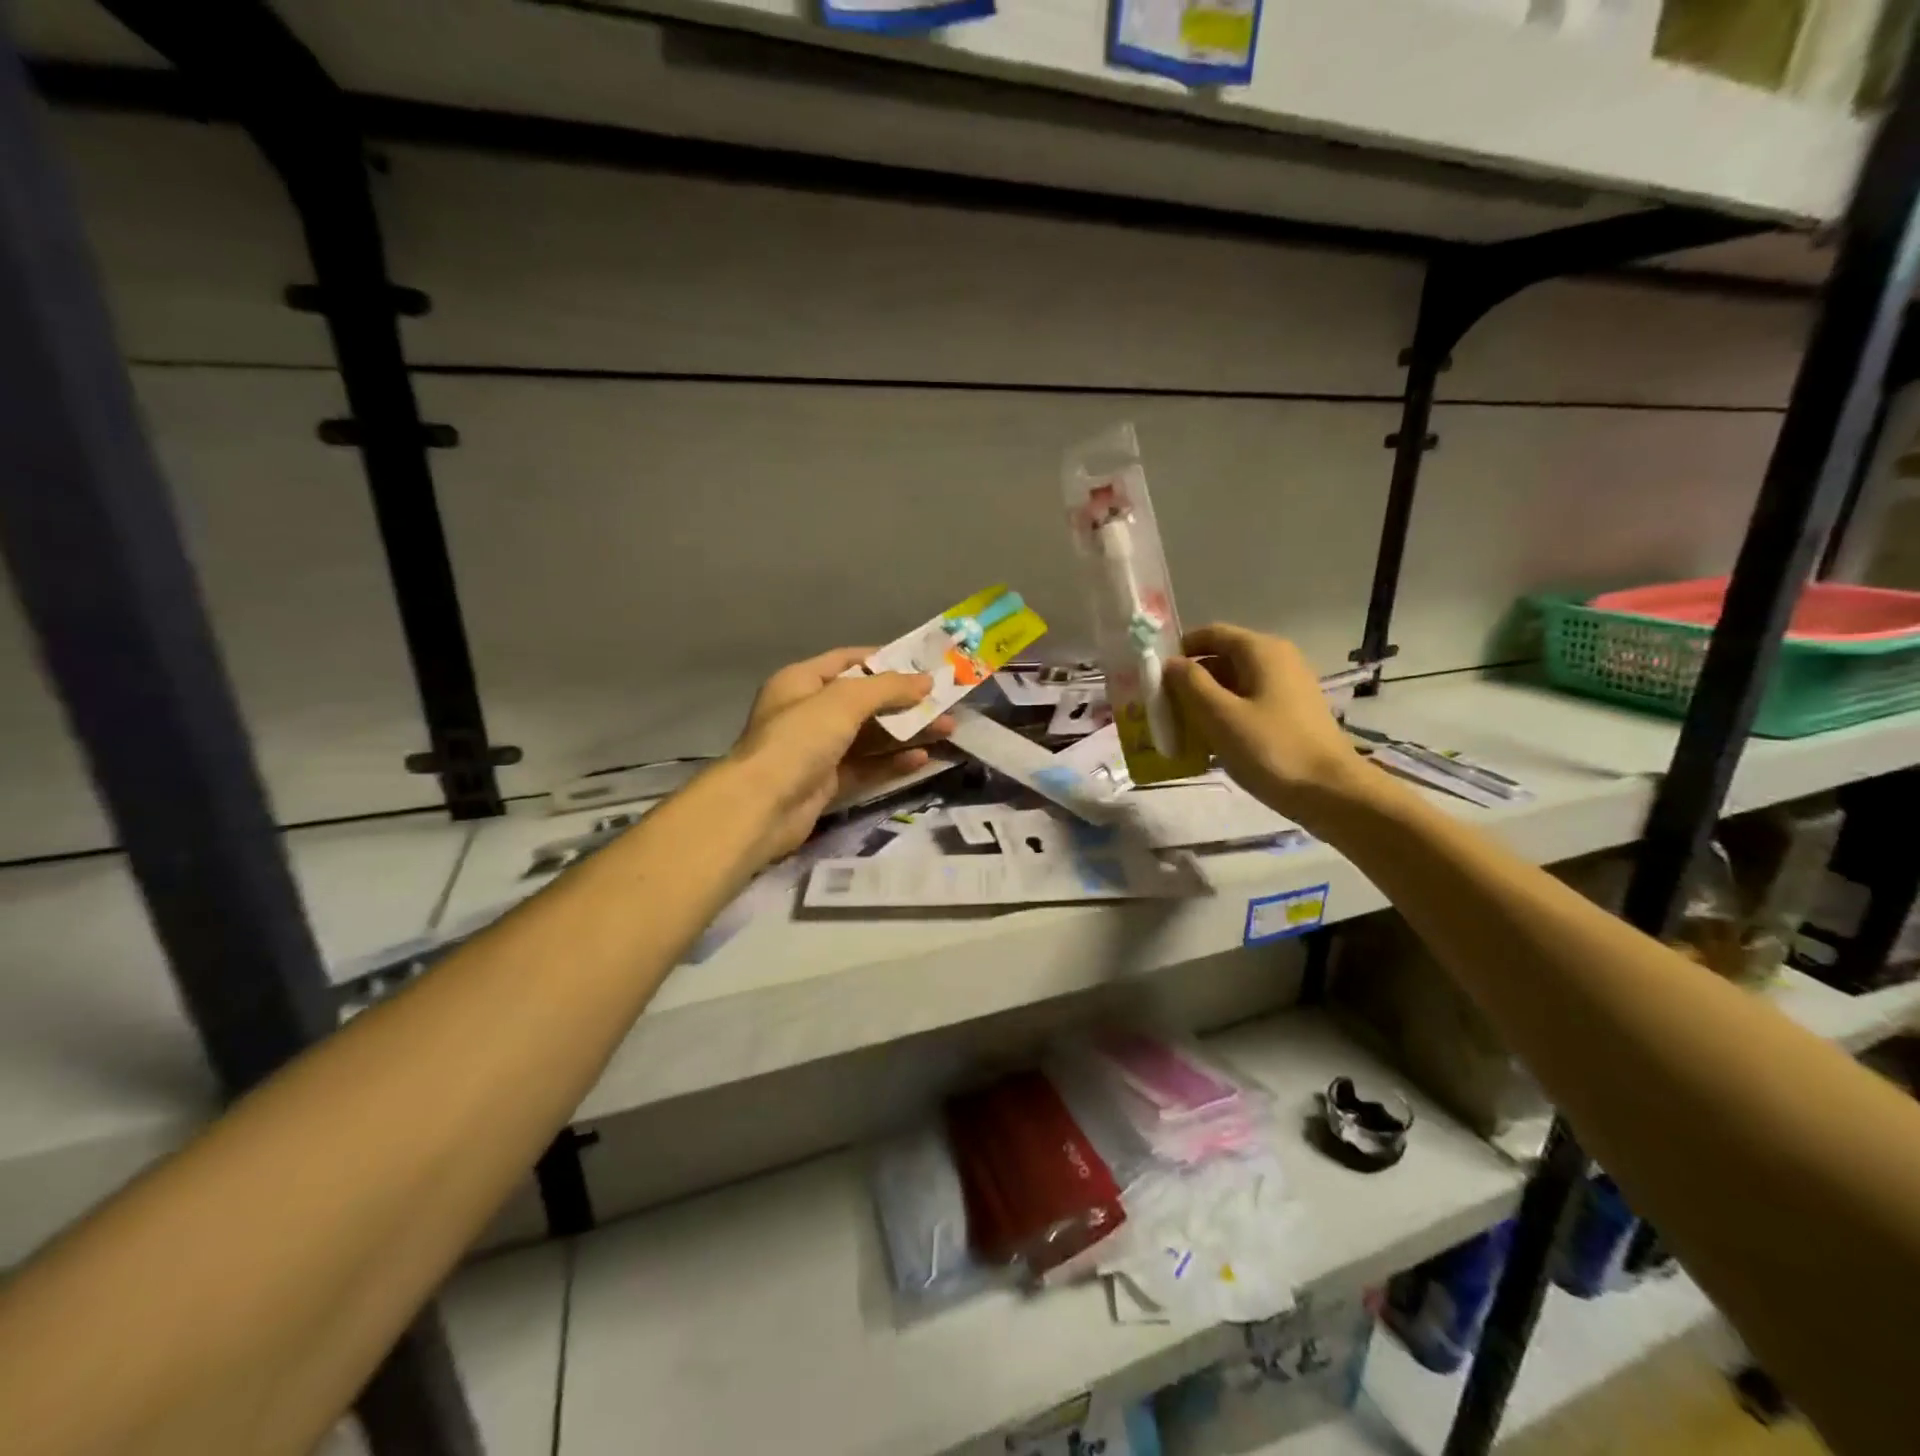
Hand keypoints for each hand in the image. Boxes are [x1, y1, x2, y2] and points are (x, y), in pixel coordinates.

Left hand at [728, 647, 954, 860]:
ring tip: (947, 730)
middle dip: (905, 702)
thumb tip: (926, 681)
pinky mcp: (827, 783)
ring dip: (907, 732)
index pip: (848, 661)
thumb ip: (887, 688)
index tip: (923, 665)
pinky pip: (866, 767)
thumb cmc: (799, 739)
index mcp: (802, 682)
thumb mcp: (844, 701)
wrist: (761, 807)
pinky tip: (922, 759)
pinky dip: (893, 762)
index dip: (886, 661)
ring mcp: (817, 750)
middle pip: (865, 701)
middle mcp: (808, 712)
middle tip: (945, 703)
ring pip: (870, 736)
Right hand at [1165, 624, 1371, 826]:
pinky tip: (1209, 745)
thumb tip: (1170, 663)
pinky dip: (1225, 717)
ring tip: (1180, 731)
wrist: (1332, 793)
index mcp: (1261, 650)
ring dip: (1204, 703)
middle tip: (1162, 709)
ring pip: (1233, 685)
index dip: (1178, 651)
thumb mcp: (1220, 716)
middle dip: (1188, 681)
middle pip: (1220, 659)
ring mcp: (1287, 687)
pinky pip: (1248, 704)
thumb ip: (1190, 684)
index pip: (1209, 634)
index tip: (1153, 677)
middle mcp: (1277, 659)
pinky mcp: (1291, 714)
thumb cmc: (1271, 749)